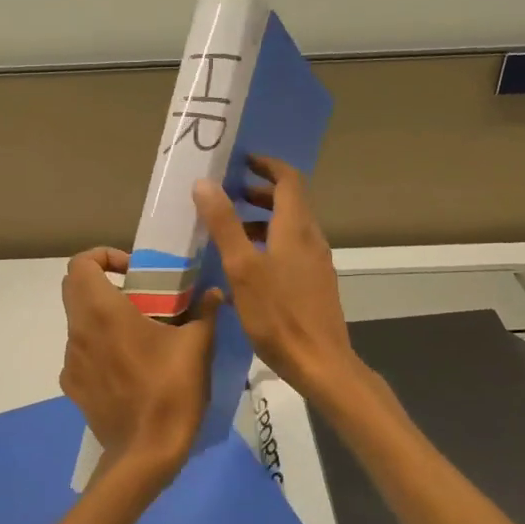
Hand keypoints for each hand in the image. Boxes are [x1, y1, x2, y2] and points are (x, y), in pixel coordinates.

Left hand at [59, 248, 222, 489]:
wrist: (145, 454)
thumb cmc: (170, 391)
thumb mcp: (196, 346)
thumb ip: (204, 312)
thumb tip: (214, 293)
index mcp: (102, 311)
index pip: (80, 263)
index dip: (104, 257)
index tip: (134, 271)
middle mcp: (78, 331)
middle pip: (74, 288)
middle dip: (103, 282)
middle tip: (139, 295)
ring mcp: (70, 361)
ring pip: (78, 322)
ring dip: (102, 316)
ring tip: (139, 334)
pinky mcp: (72, 386)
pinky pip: (81, 353)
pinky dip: (99, 347)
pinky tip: (127, 367)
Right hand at [192, 156, 358, 400]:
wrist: (320, 362)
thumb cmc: (278, 314)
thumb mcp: (242, 268)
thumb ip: (224, 224)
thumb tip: (205, 183)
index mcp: (295, 228)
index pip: (289, 180)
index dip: (267, 166)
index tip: (242, 161)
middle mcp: (311, 239)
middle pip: (289, 203)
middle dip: (259, 193)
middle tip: (227, 194)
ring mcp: (316, 263)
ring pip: (290, 228)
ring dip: (262, 220)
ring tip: (230, 230)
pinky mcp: (315, 284)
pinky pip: (292, 250)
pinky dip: (269, 243)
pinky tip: (247, 267)